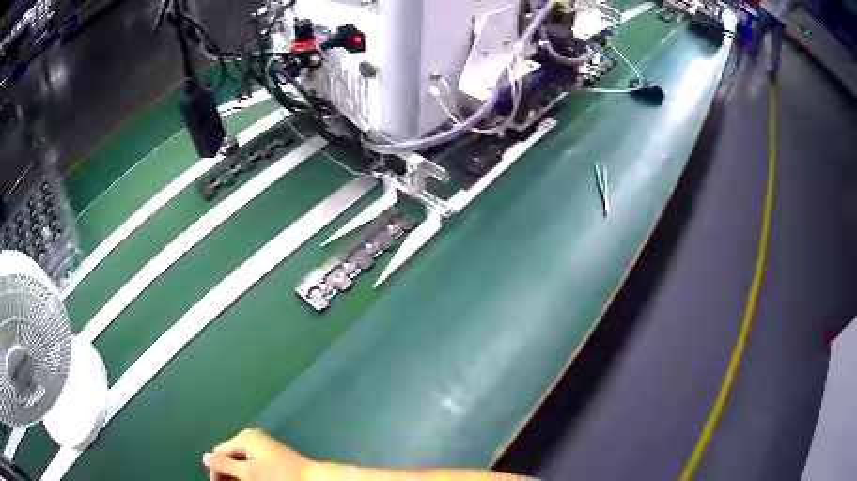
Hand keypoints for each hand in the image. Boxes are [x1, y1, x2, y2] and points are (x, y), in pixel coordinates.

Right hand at [203, 428, 309, 480]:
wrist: (313, 480)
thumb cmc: (281, 476)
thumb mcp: (248, 473)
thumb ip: (224, 465)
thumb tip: (206, 457)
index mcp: (245, 438)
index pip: (219, 453)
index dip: (215, 471)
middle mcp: (253, 439)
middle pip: (230, 457)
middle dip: (227, 474)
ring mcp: (263, 447)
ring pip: (241, 463)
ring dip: (238, 476)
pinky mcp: (272, 456)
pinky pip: (253, 465)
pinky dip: (249, 475)